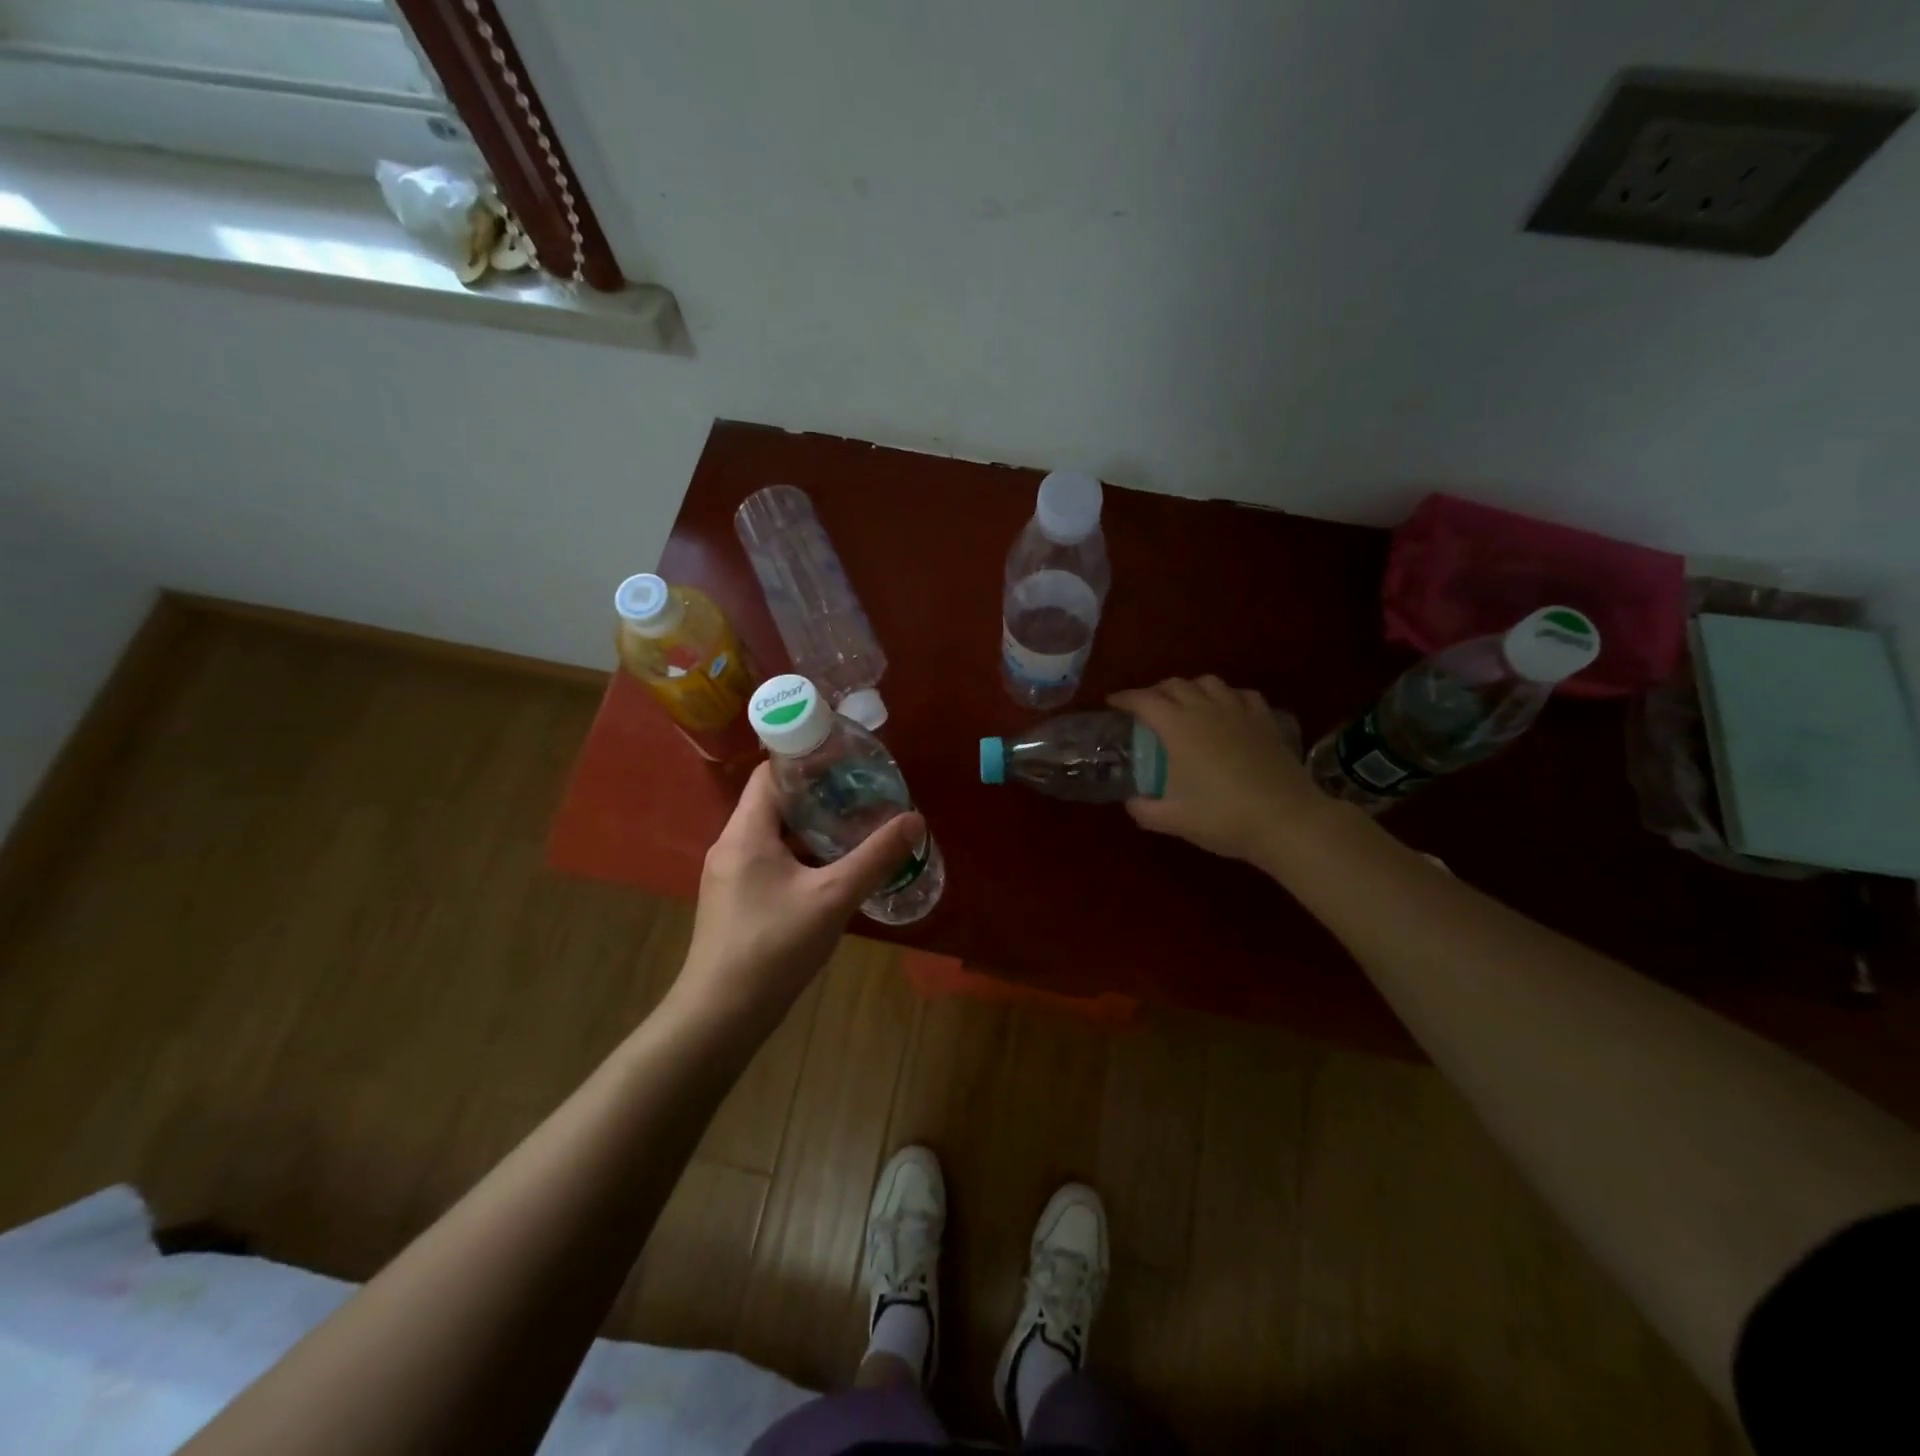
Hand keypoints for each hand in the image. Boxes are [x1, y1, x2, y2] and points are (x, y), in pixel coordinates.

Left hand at [675, 762, 924, 1032]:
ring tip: (855, 824)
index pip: (770, 772)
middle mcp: (731, 844)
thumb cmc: (774, 946)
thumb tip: (914, 820)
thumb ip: (875, 857)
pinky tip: (832, 869)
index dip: (807, 759)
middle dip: (818, 793)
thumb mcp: (833, 897)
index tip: (848, 759)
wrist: (721, 1014)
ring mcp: (730, 874)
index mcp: (746, 831)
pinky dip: (800, 854)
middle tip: (862, 792)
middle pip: (774, 800)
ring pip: (773, 833)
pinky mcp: (735, 900)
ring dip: (811, 827)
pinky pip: (770, 860)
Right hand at [1109, 677, 1327, 868]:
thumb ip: (1143, 809)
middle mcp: (1206, 709)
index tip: (1112, 703)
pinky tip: (1226, 711)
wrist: (1287, 820)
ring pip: (1208, 682)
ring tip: (1184, 705)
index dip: (1125, 698)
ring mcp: (1239, 711)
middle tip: (1145, 709)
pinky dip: (1226, 696)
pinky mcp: (1265, 720)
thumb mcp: (1173, 820)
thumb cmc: (1223, 817)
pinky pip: (1241, 694)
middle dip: (1154, 692)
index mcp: (1178, 727)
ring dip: (1189, 688)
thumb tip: (1132, 801)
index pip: (1144, 700)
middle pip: (1174, 685)